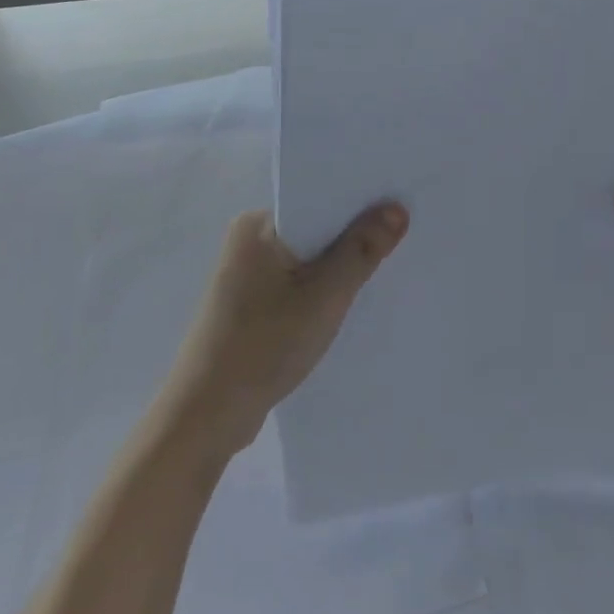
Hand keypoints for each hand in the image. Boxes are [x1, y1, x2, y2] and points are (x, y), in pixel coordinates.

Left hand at [158, 202, 408, 461]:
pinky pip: (299, 282)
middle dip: (355, 234)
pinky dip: (323, 289)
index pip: (319, 197)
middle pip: (317, 227)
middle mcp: (249, 240)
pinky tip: (352, 299)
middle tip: (406, 234)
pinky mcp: (251, 305)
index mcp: (257, 224)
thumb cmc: (265, 344)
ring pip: (309, 258)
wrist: (207, 416)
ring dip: (341, 265)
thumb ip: (362, 249)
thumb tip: (397, 208)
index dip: (361, 201)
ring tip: (387, 265)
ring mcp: (247, 275)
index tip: (402, 202)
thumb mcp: (325, 294)